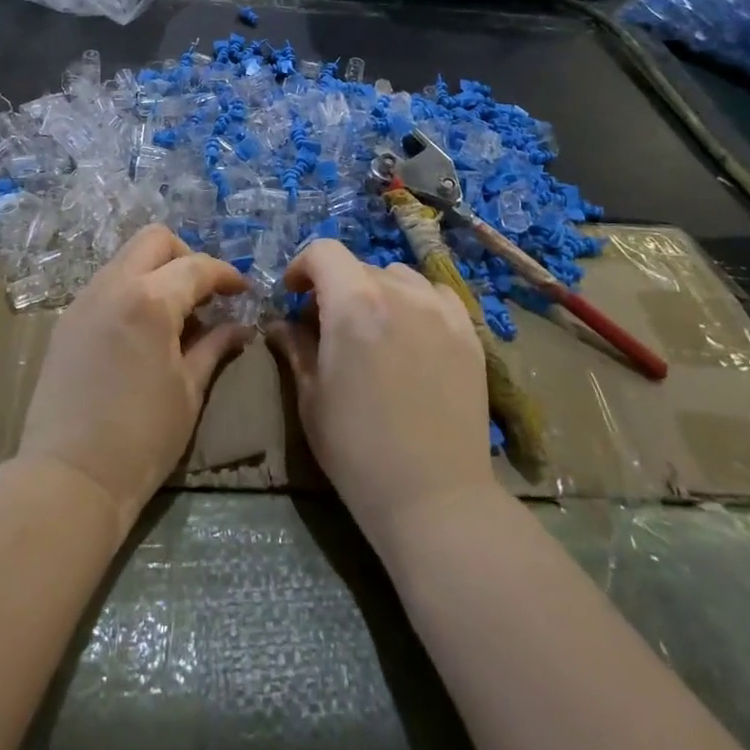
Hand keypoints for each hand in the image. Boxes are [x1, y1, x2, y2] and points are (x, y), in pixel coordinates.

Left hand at [17, 225, 251, 522]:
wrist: (70, 476)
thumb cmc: (142, 437)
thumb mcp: (189, 390)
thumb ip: (215, 346)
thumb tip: (241, 327)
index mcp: (150, 301)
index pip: (196, 266)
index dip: (225, 274)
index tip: (242, 290)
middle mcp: (113, 286)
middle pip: (155, 240)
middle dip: (187, 255)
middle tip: (206, 292)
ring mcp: (84, 300)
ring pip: (127, 258)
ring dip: (157, 270)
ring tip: (177, 312)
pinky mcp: (68, 319)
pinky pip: (107, 283)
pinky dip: (132, 288)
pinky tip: (145, 327)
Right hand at [270, 240, 498, 544]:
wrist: (433, 497)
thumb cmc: (357, 450)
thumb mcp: (312, 397)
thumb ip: (295, 348)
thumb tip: (281, 325)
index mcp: (354, 305)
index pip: (323, 252)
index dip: (302, 267)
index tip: (294, 296)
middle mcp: (400, 294)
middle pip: (359, 266)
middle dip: (336, 286)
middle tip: (327, 326)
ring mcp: (441, 311)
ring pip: (399, 276)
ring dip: (376, 291)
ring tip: (373, 329)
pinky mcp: (469, 333)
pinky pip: (436, 296)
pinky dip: (416, 302)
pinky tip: (412, 334)